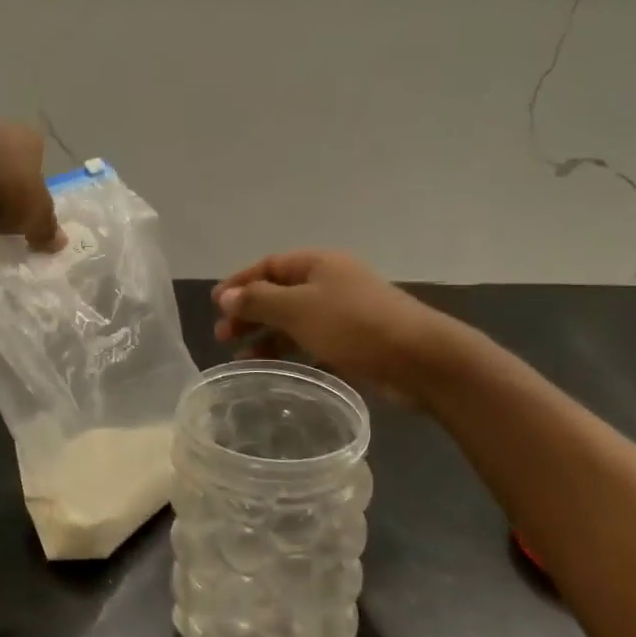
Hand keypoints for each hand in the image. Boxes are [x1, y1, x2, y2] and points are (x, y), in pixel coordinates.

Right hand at [213, 250, 445, 402]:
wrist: (420, 359)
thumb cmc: (353, 325)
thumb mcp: (298, 309)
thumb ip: (259, 301)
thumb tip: (227, 296)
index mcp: (318, 264)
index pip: (269, 266)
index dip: (240, 283)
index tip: (215, 305)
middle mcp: (330, 283)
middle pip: (280, 294)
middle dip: (249, 313)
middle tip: (222, 337)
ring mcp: (344, 314)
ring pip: (295, 322)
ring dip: (267, 337)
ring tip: (241, 360)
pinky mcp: (355, 344)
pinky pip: (313, 345)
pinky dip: (292, 354)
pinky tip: (276, 372)